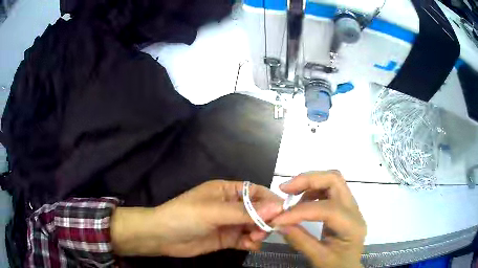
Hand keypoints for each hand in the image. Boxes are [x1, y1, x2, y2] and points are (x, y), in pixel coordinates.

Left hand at [111, 180, 282, 256]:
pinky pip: (246, 240)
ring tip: (255, 239)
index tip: (283, 212)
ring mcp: (229, 223)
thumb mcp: (214, 211)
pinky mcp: (227, 239)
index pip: (256, 192)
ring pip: (254, 226)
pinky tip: (250, 246)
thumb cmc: (185, 216)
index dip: (270, 200)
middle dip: (265, 219)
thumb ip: (244, 212)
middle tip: (267, 230)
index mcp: (227, 191)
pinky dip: (252, 243)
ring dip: (259, 232)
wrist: (163, 236)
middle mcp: (231, 206)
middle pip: (258, 210)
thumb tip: (277, 207)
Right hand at [271, 171, 365, 267]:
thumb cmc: (337, 266)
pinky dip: (312, 190)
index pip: (328, 209)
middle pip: (335, 180)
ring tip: (291, 194)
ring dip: (310, 183)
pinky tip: (301, 201)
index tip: (278, 218)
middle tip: (285, 188)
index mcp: (352, 226)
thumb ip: (300, 240)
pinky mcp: (343, 206)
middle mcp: (354, 210)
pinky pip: (329, 189)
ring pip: (332, 180)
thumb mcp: (318, 258)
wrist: (348, 267)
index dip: (300, 211)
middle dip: (308, 180)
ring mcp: (350, 206)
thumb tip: (279, 223)